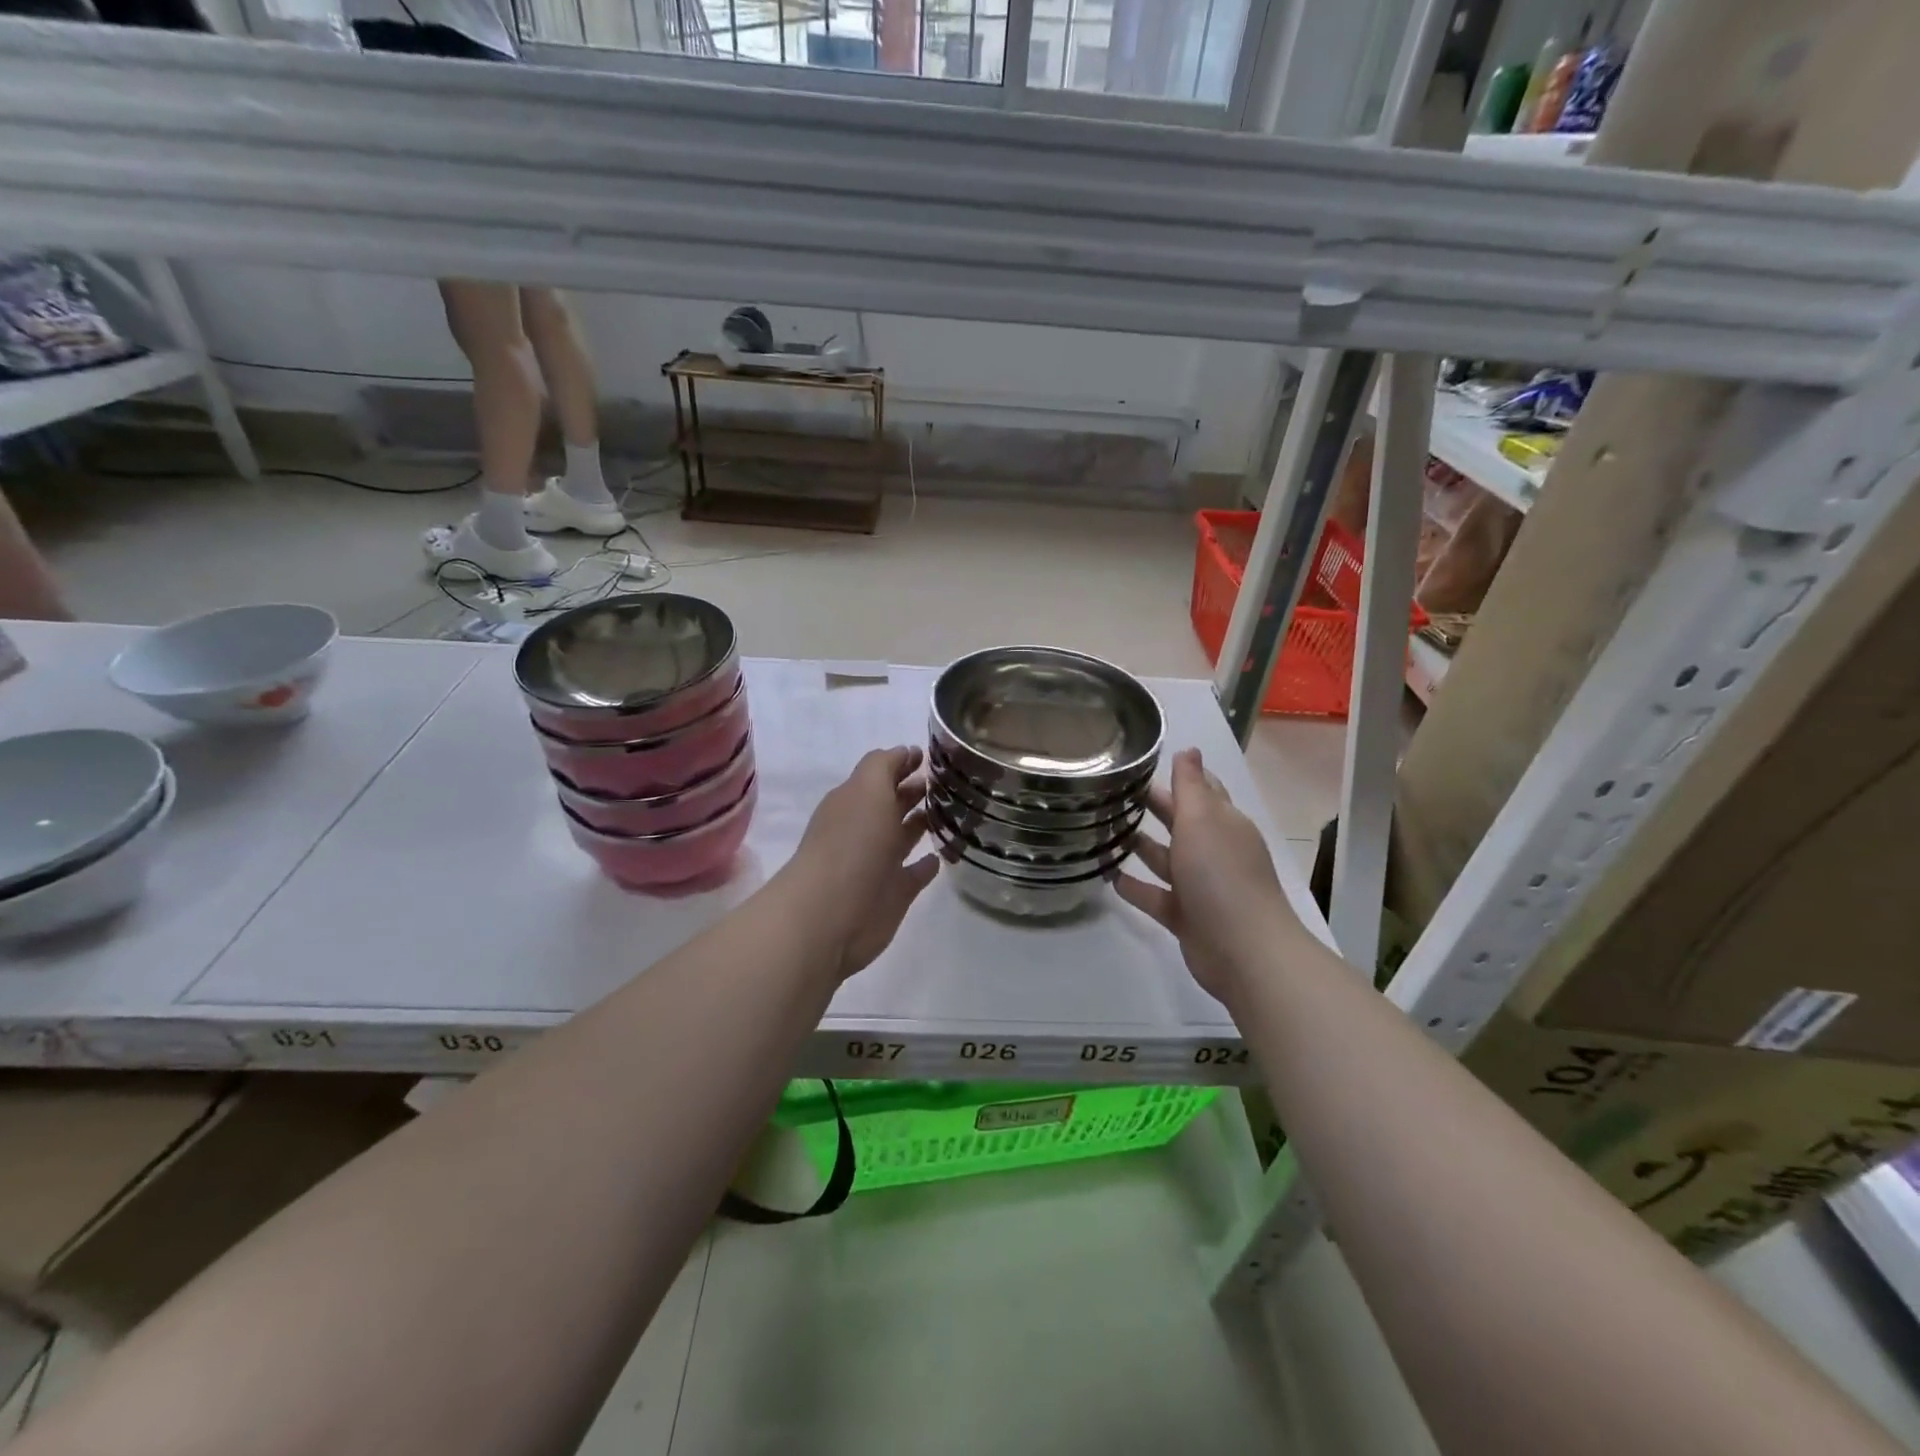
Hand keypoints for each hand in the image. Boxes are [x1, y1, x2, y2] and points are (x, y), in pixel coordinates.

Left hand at [782, 746, 938, 979]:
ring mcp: (879, 863)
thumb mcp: (867, 788)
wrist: (831, 913)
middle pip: (893, 804)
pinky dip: (927, 864)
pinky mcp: (894, 894)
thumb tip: (906, 753)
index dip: (904, 762)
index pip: (882, 774)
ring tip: (955, 811)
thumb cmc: (851, 843)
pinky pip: (915, 874)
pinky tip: (943, 856)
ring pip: (905, 837)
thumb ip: (884, 765)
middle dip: (916, 790)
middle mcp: (865, 829)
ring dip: (923, 824)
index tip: (933, 755)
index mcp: (854, 801)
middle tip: (951, 781)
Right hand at [1116, 748, 1301, 1001]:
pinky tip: (1110, 877)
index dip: (1178, 776)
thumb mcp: (1203, 820)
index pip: (1201, 790)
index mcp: (1223, 824)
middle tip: (1112, 793)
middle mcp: (1213, 851)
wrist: (1244, 951)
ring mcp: (1200, 886)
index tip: (1140, 764)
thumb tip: (1189, 748)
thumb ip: (1191, 785)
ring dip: (1140, 846)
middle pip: (1180, 822)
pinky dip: (1135, 887)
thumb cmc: (1221, 875)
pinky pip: (1155, 896)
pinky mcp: (1185, 916)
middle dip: (1153, 808)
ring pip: (1165, 860)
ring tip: (1102, 832)